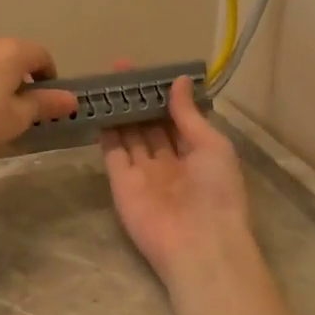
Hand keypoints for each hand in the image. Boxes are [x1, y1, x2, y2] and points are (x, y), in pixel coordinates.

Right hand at [100, 72, 252, 287]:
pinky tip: (97, 107)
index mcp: (197, 154)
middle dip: (138, 99)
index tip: (148, 70)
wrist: (198, 244)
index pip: (176, 118)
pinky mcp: (122, 183)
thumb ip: (189, 115)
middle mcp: (170, 162)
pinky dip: (106, 131)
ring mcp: (144, 173)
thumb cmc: (216, 192)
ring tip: (106, 82)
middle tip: (119, 69)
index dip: (162, 94)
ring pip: (130, 135)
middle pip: (150, 125)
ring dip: (120, 111)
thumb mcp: (212, 145)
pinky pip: (113, 153)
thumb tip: (178, 81)